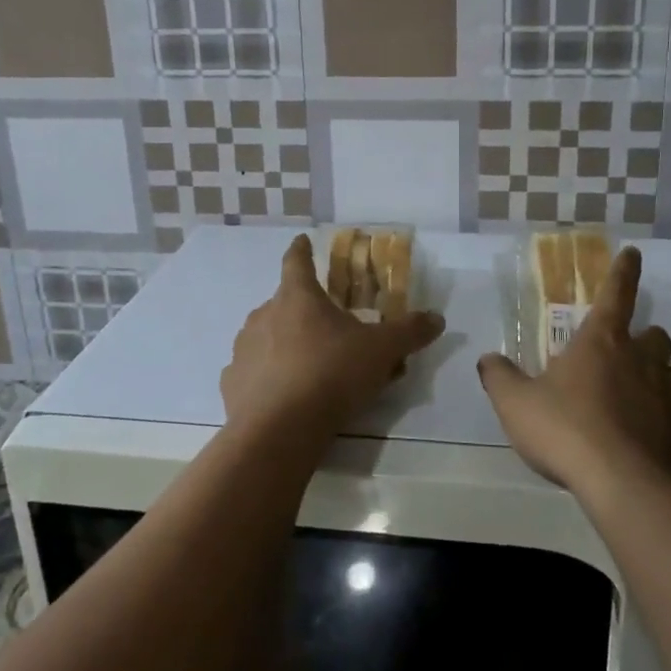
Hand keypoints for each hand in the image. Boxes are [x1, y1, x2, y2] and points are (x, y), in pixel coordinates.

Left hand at [220, 234, 445, 443]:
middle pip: (284, 303)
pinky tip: (283, 397)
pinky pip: (252, 373)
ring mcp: (244, 349)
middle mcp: (264, 315)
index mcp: (297, 297)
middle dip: (303, 311)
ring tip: (308, 367)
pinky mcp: (232, 384)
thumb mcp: (381, 351)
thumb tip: (437, 318)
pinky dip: (266, 378)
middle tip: (327, 328)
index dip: (301, 249)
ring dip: (284, 344)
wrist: (279, 430)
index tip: (302, 240)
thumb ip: (409, 332)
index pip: (296, 261)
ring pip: (266, 337)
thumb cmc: (331, 374)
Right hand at [479, 246, 670, 494]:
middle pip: (659, 336)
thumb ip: (500, 377)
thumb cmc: (565, 431)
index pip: (616, 294)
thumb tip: (487, 359)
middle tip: (631, 357)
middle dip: (648, 341)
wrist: (622, 485)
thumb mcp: (515, 403)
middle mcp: (643, 361)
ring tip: (661, 392)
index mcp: (602, 343)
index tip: (634, 253)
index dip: (624, 272)